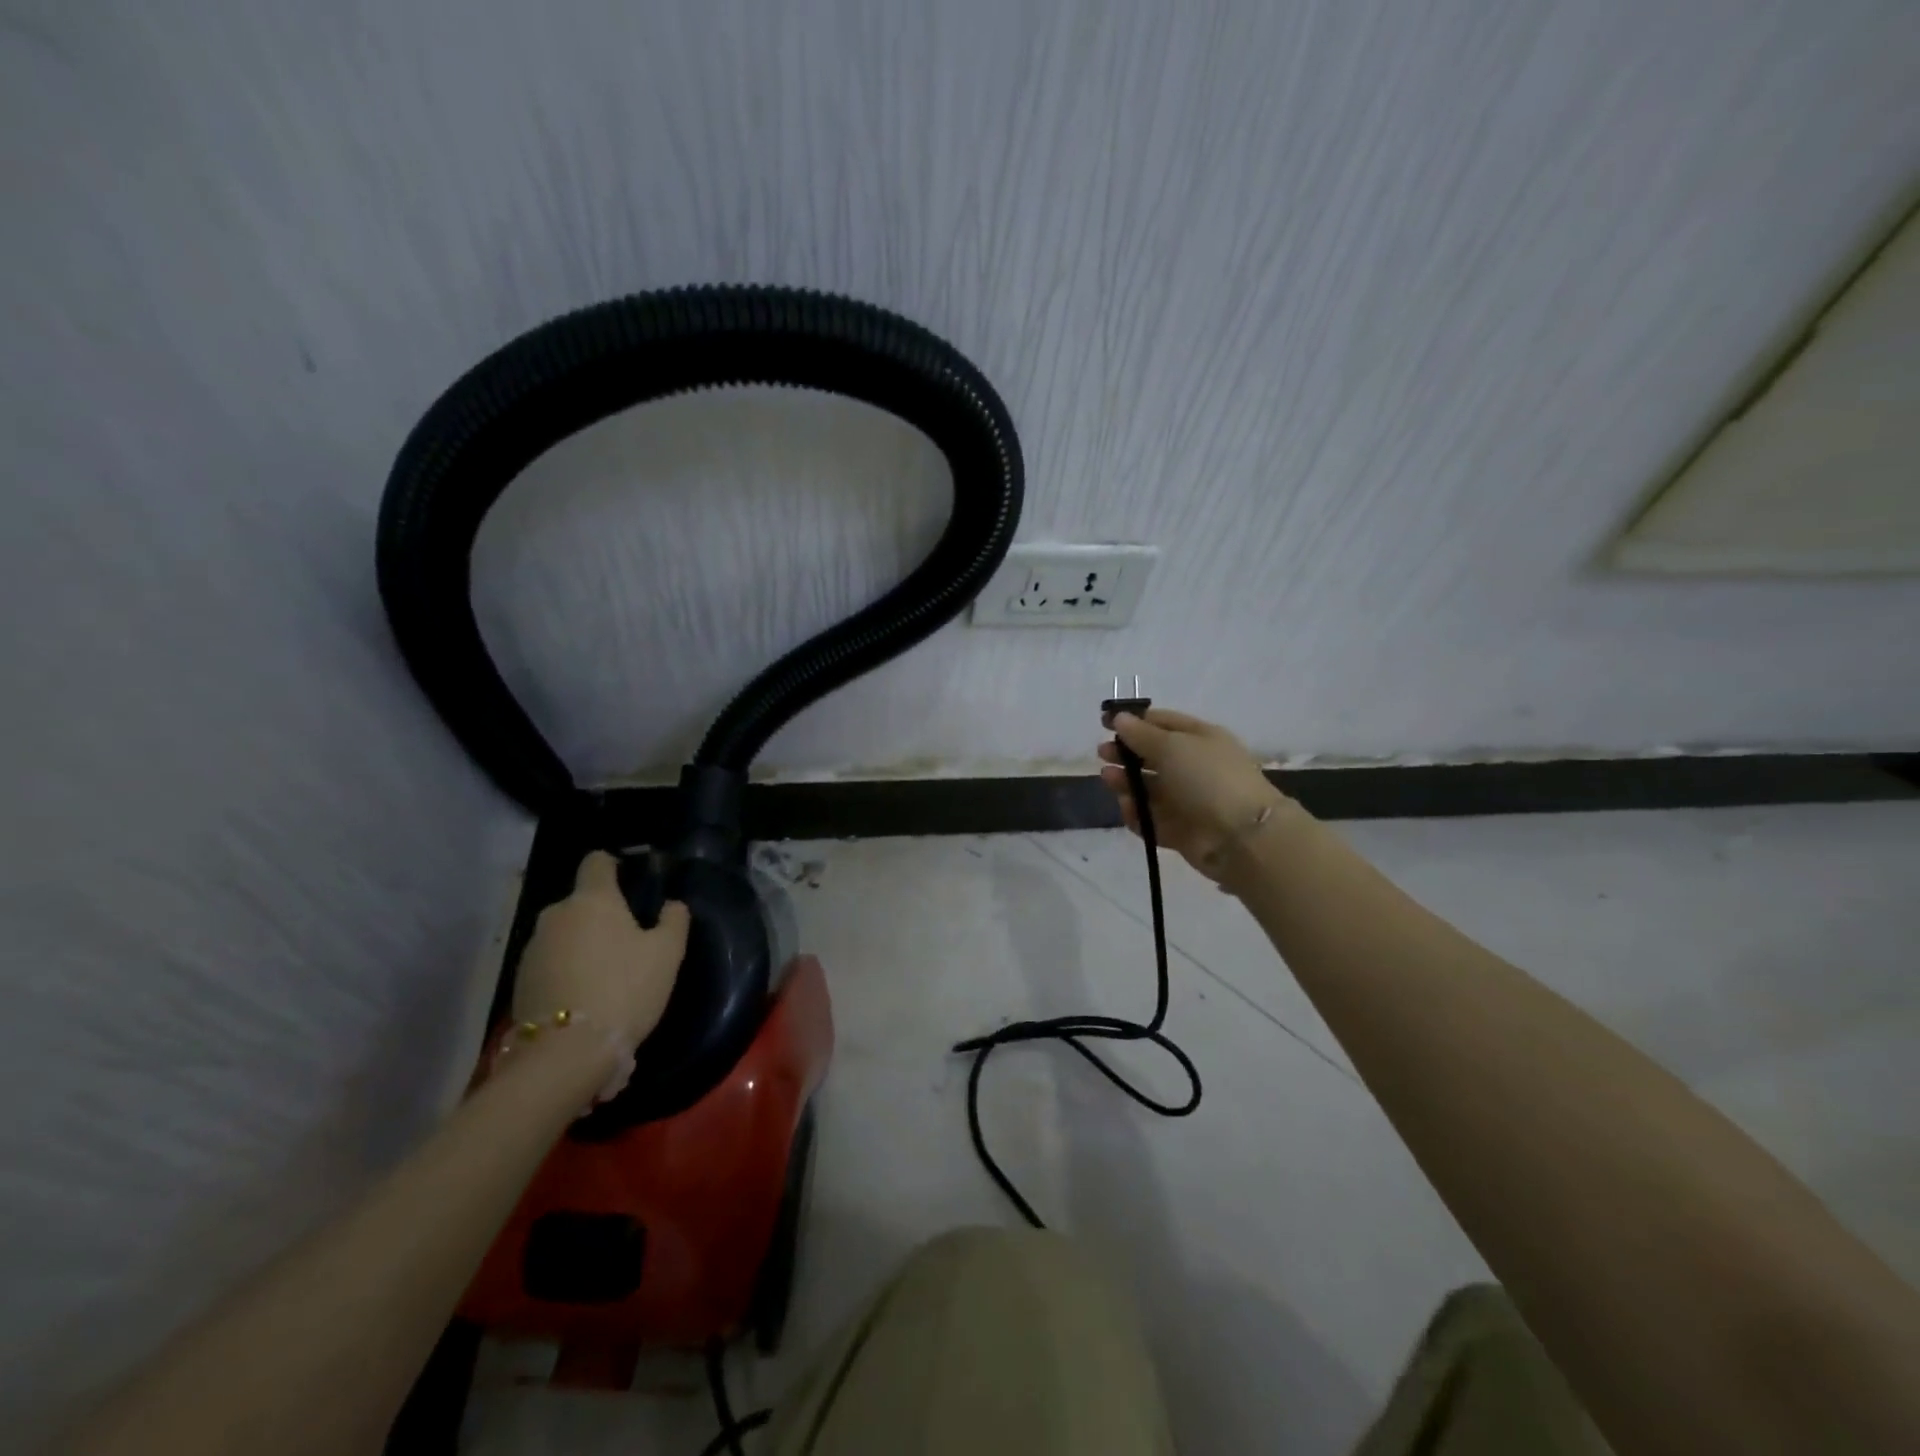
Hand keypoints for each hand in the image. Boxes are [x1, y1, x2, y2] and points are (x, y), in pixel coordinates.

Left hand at [513, 850, 689, 1058]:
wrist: (566, 1053)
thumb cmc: (624, 989)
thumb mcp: (668, 953)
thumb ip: (674, 919)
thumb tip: (671, 904)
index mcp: (592, 899)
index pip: (597, 861)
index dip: (615, 865)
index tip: (631, 882)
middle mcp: (556, 914)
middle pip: (582, 902)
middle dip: (602, 914)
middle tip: (628, 941)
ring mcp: (532, 949)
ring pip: (565, 933)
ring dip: (583, 944)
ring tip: (606, 974)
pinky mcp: (519, 981)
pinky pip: (550, 962)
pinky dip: (566, 969)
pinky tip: (584, 995)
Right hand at [1098, 708, 1289, 881]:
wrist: (1241, 837)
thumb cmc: (1207, 778)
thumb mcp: (1172, 746)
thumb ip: (1141, 734)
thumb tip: (1120, 718)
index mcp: (1200, 738)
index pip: (1162, 723)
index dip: (1134, 721)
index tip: (1105, 723)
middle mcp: (1194, 767)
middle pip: (1152, 756)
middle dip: (1126, 754)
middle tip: (1102, 754)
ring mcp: (1188, 800)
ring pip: (1149, 788)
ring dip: (1126, 783)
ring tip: (1108, 779)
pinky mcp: (1180, 830)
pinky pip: (1151, 818)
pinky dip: (1137, 814)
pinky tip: (1128, 809)